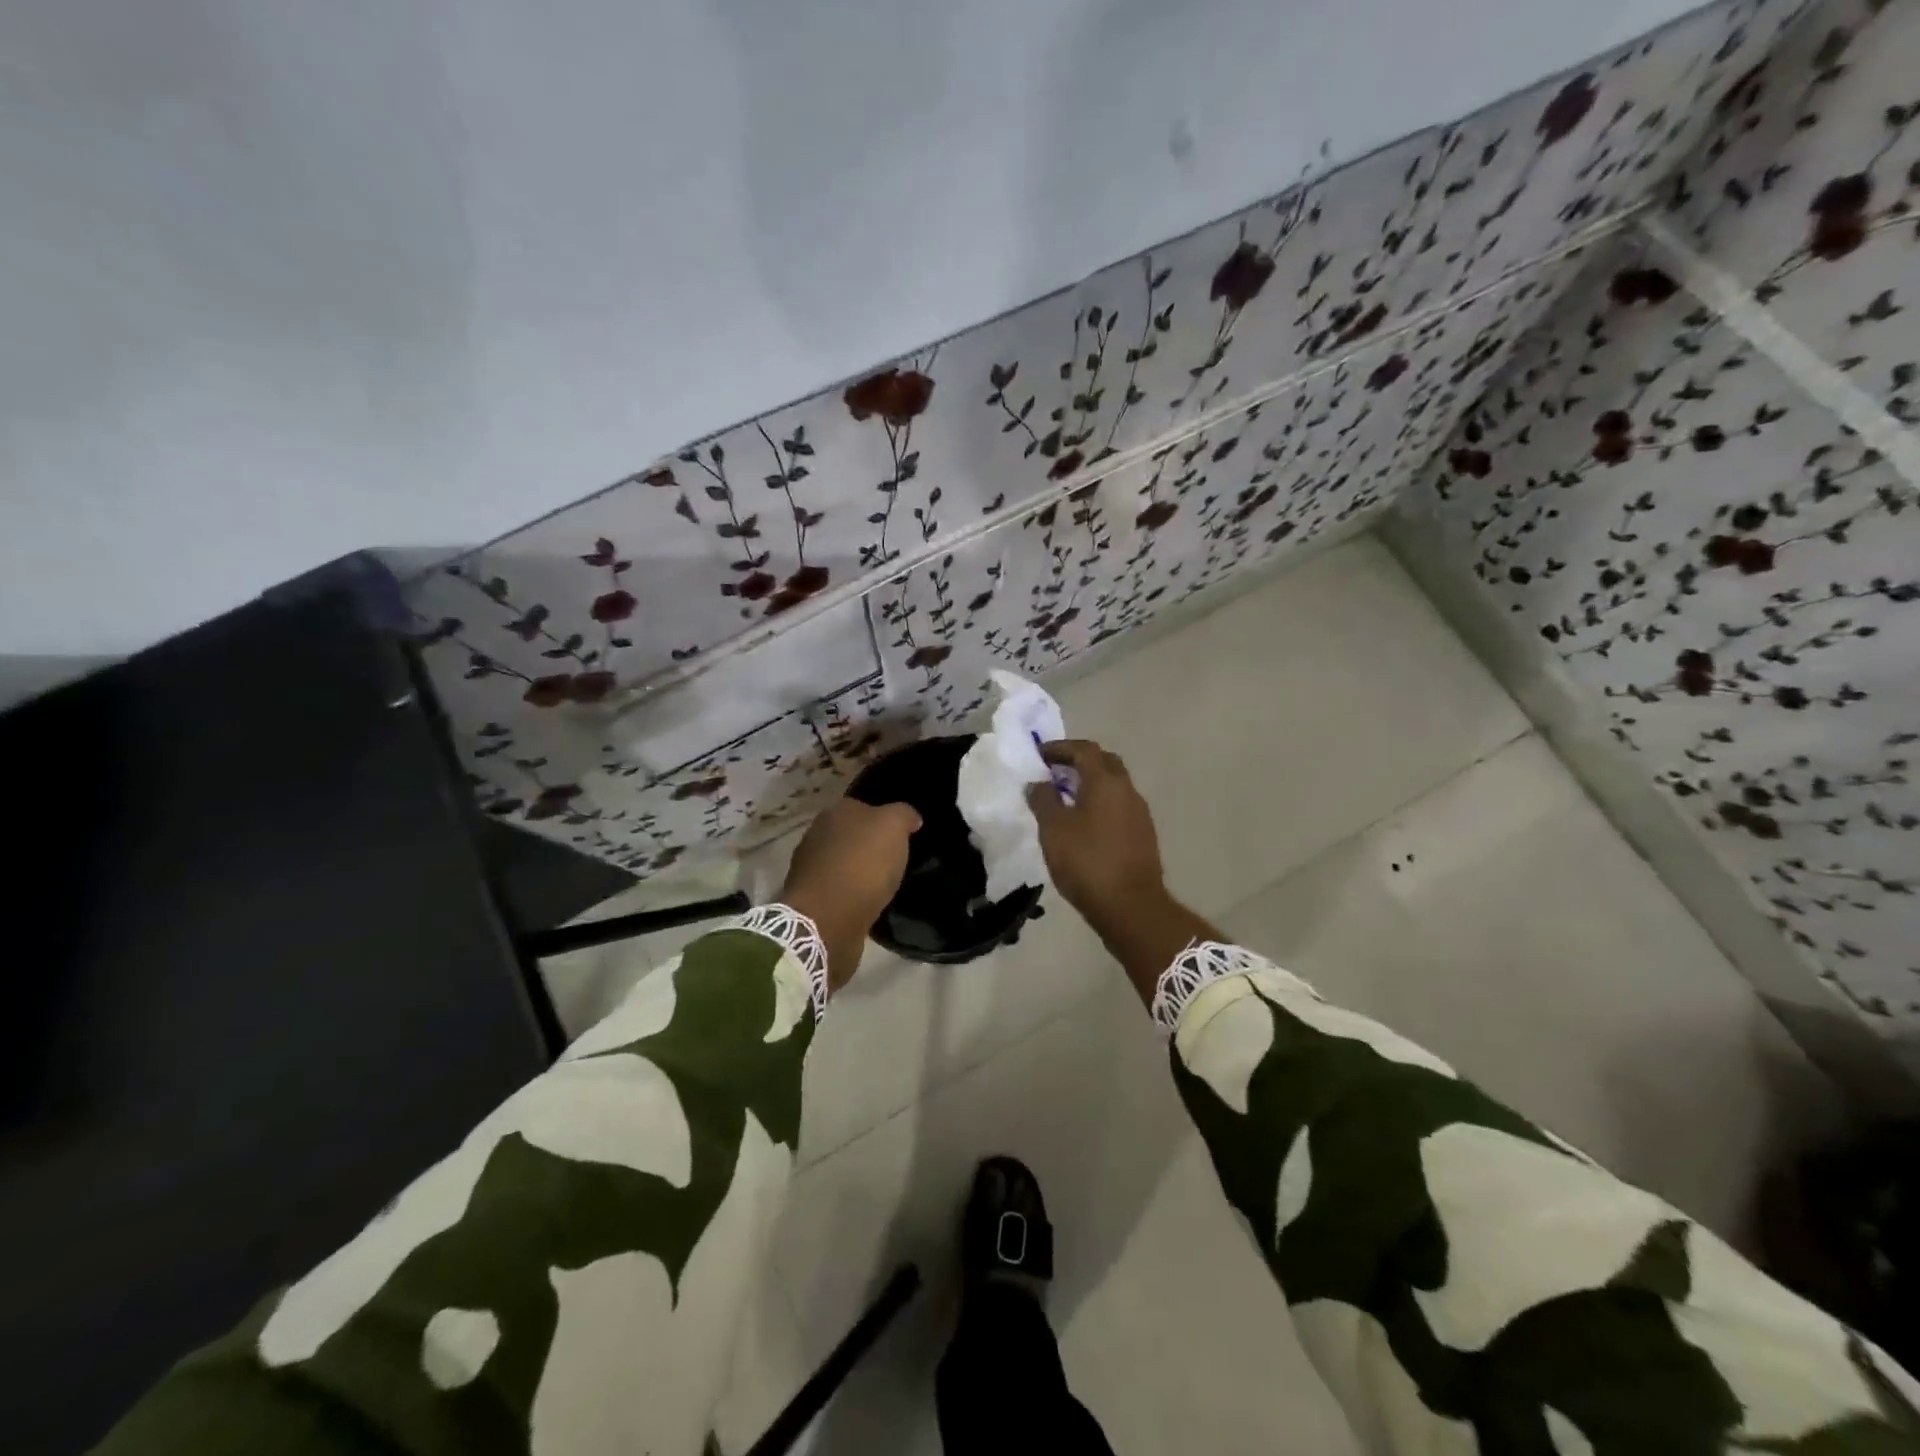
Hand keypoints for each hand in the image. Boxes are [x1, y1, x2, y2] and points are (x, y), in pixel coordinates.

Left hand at [779, 796, 921, 991]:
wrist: (827, 919)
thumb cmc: (863, 864)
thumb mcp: (894, 826)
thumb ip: (903, 815)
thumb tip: (911, 818)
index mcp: (836, 811)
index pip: (864, 807)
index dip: (884, 819)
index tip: (903, 835)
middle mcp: (818, 834)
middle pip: (851, 835)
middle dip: (869, 845)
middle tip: (895, 860)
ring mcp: (810, 867)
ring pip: (842, 862)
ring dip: (858, 871)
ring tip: (883, 885)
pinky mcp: (810, 899)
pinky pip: (838, 889)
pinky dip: (851, 894)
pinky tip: (867, 904)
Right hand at [1027, 739, 1218, 1006]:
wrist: (1131, 907)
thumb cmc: (1087, 862)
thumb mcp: (1054, 829)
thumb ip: (1043, 799)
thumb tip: (1038, 782)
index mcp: (1106, 782)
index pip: (1084, 749)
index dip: (1060, 748)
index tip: (1039, 755)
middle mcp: (1128, 790)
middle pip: (1104, 762)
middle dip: (1079, 762)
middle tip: (1054, 772)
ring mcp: (1140, 813)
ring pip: (1114, 786)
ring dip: (1090, 784)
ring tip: (1064, 799)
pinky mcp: (1143, 835)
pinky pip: (1119, 807)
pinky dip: (1100, 804)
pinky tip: (1083, 824)